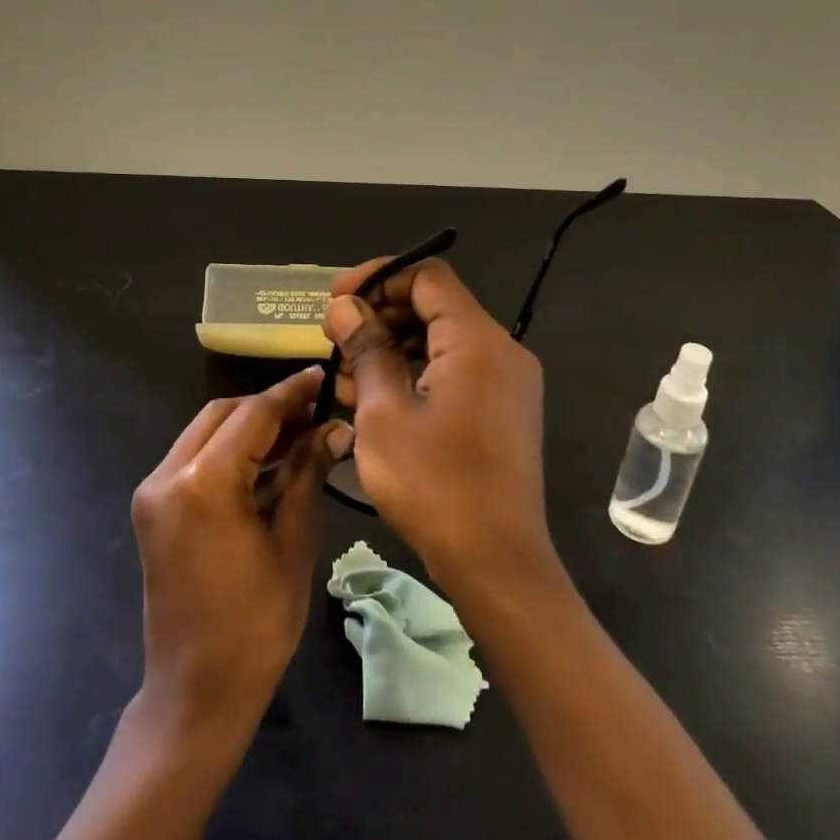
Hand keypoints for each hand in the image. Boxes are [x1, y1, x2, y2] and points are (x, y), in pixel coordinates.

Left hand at [130, 366, 349, 732]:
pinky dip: (229, 452)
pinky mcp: (152, 508)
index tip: (322, 375)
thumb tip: (332, 430)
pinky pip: (193, 459)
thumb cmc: (256, 623)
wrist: (196, 690)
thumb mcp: (291, 543)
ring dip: (248, 428)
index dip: (291, 394)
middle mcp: (168, 474)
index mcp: (204, 482)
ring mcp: (153, 491)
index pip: (254, 415)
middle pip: (223, 414)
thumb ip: (305, 475)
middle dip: (269, 407)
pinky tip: (267, 461)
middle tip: (314, 411)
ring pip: (205, 432)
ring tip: (298, 434)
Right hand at [323, 258, 557, 591]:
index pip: (427, 277)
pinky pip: (453, 372)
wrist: (497, 562)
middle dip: (379, 318)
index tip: (336, 300)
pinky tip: (374, 401)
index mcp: (477, 340)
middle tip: (334, 343)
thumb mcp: (384, 413)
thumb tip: (345, 307)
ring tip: (345, 379)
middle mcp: (500, 350)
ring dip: (391, 350)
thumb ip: (366, 349)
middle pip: (433, 308)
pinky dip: (414, 376)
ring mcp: (505, 383)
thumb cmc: (435, 485)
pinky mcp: (501, 410)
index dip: (377, 278)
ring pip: (439, 342)